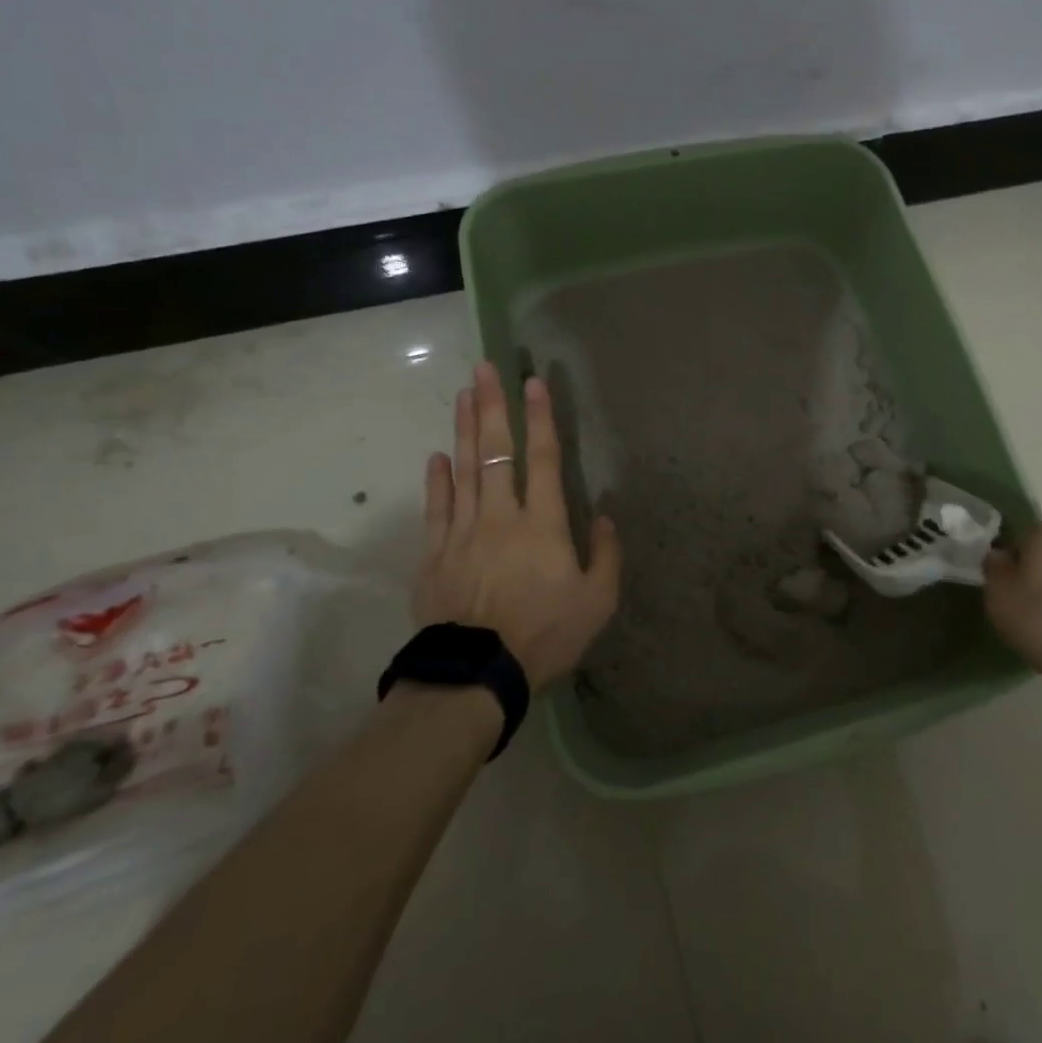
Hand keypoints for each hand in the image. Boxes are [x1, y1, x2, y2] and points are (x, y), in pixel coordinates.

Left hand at [415, 361, 621, 689]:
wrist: (477, 674)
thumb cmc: (544, 635)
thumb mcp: (597, 602)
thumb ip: (607, 554)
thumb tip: (604, 516)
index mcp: (543, 524)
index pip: (542, 459)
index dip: (539, 418)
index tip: (532, 383)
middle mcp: (501, 516)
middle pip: (495, 452)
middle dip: (491, 406)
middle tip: (484, 368)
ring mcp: (463, 531)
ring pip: (463, 469)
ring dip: (464, 430)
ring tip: (462, 394)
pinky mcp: (435, 553)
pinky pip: (436, 507)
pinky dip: (437, 480)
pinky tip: (437, 456)